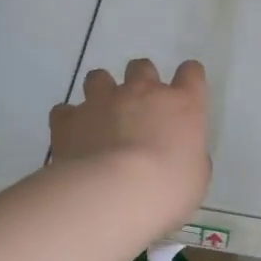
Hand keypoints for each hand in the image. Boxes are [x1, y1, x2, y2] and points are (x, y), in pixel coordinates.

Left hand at [49, 59, 211, 235]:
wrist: (113, 194)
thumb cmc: (167, 188)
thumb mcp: (195, 177)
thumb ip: (189, 156)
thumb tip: (180, 154)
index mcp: (181, 104)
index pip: (191, 72)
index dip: (188, 79)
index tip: (184, 94)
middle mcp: (142, 92)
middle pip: (142, 67)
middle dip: (140, 81)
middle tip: (139, 108)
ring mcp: (103, 101)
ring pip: (98, 77)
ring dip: (101, 92)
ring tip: (101, 116)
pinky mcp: (70, 118)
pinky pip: (66, 110)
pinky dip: (70, 120)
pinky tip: (73, 137)